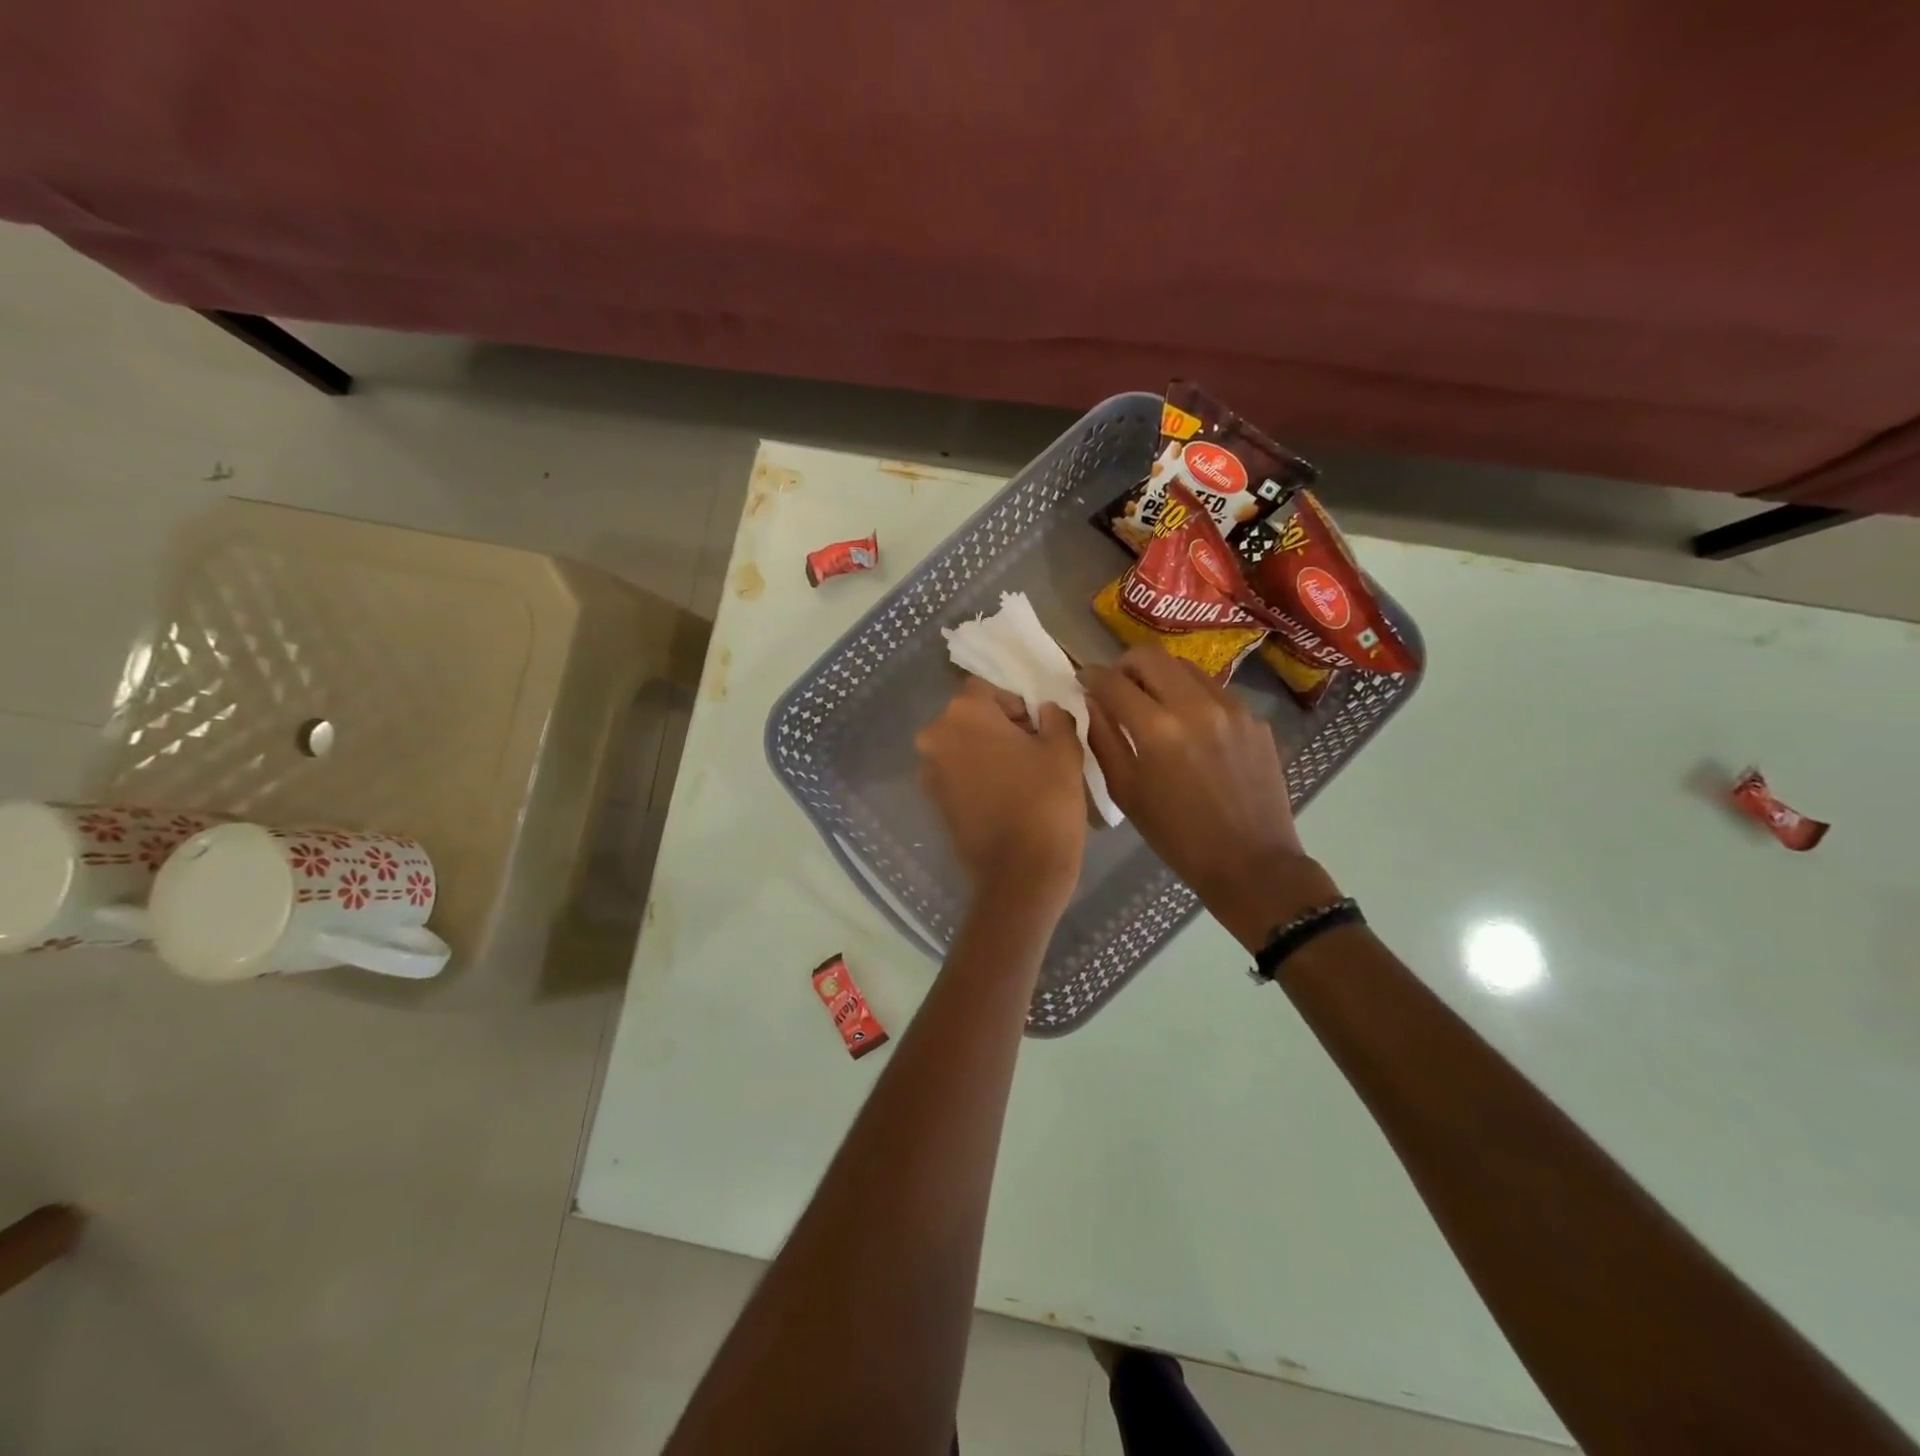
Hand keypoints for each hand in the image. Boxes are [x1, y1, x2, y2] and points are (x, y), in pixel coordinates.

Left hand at [916, 678, 1087, 913]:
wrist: (1020, 873)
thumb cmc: (1045, 801)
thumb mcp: (1063, 748)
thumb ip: (1054, 716)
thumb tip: (1044, 710)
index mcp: (963, 713)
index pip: (989, 689)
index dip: (1017, 704)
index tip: (1039, 728)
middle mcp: (935, 736)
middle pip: (971, 717)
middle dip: (1000, 727)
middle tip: (1033, 750)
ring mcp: (929, 771)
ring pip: (962, 746)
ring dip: (987, 752)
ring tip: (1021, 776)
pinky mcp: (933, 801)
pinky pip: (957, 774)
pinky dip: (977, 776)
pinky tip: (1005, 796)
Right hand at [1080, 646, 1339, 948]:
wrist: (1251, 862)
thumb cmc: (1177, 835)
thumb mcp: (1126, 791)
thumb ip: (1103, 739)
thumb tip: (1091, 702)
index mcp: (1157, 729)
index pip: (1113, 681)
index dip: (1091, 676)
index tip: (1084, 680)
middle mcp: (1195, 706)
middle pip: (1151, 656)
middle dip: (1125, 665)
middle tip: (1118, 686)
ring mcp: (1231, 708)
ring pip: (1185, 667)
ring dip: (1161, 676)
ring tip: (1154, 703)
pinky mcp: (1254, 718)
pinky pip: (1214, 691)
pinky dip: (1192, 697)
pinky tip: (1191, 727)